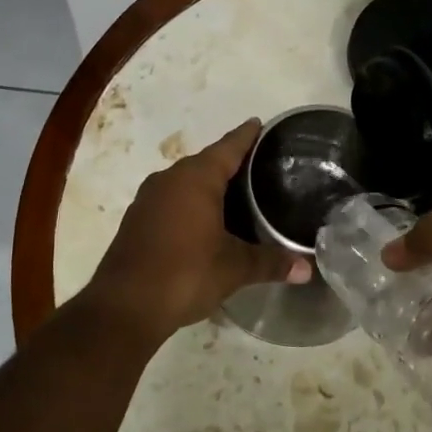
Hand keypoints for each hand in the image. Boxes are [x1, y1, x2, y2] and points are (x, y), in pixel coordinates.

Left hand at [88, 120, 310, 340]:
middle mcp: (170, 179)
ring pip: (186, 182)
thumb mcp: (234, 268)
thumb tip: (307, 269)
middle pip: (206, 162)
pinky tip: (205, 220)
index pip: (228, 147)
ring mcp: (148, 199)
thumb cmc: (185, 274)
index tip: (260, 124)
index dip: (246, 136)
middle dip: (231, 162)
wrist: (124, 307)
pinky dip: (190, 203)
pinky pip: (171, 200)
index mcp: (196, 178)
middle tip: (259, 166)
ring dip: (208, 185)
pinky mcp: (137, 220)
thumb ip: (271, 262)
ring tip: (237, 193)